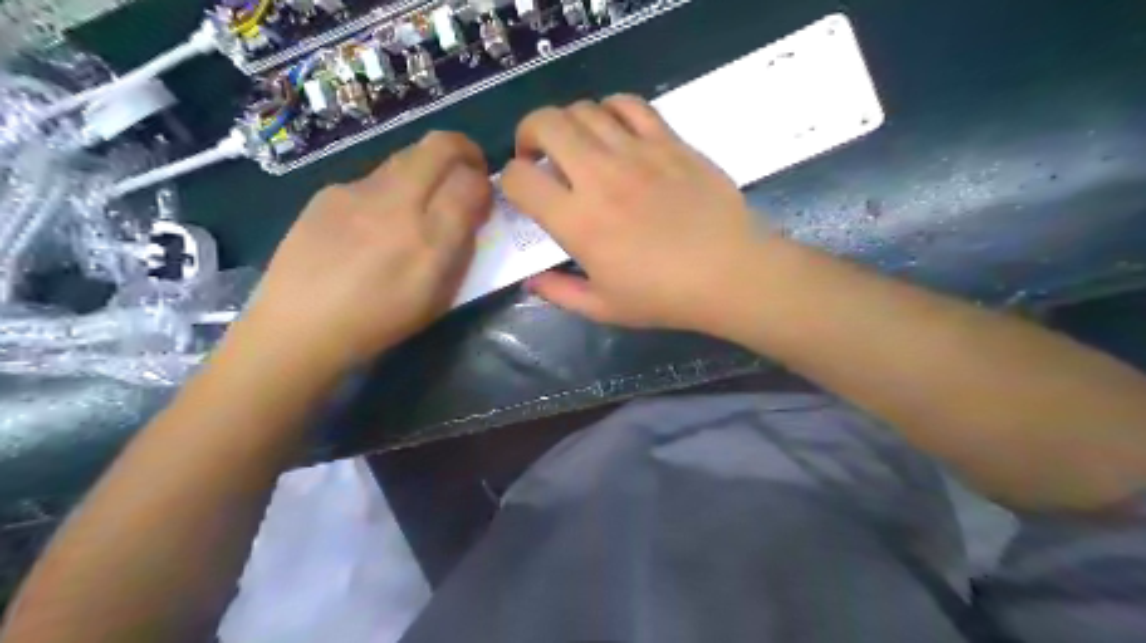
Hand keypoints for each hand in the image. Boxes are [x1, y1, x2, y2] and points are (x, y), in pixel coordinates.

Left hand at [238, 130, 489, 371]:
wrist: (298, 327)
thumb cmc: (380, 322)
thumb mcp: (438, 297)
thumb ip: (461, 250)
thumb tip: (470, 213)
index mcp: (429, 240)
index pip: (471, 182)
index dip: (484, 183)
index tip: (483, 197)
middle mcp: (396, 205)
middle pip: (439, 147)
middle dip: (463, 150)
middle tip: (467, 170)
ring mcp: (358, 192)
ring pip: (406, 156)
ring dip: (426, 168)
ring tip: (419, 201)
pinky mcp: (328, 192)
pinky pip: (373, 179)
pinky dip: (388, 190)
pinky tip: (371, 222)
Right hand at [503, 99, 769, 332]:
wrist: (730, 273)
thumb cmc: (665, 297)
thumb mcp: (603, 308)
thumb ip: (559, 293)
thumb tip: (530, 281)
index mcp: (577, 221)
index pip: (519, 179)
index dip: (509, 181)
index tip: (522, 192)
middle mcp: (599, 177)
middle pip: (544, 123)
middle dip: (528, 134)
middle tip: (537, 155)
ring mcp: (636, 152)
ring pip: (584, 109)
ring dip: (567, 123)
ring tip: (576, 146)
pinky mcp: (669, 141)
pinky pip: (630, 105)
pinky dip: (611, 109)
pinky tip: (613, 131)